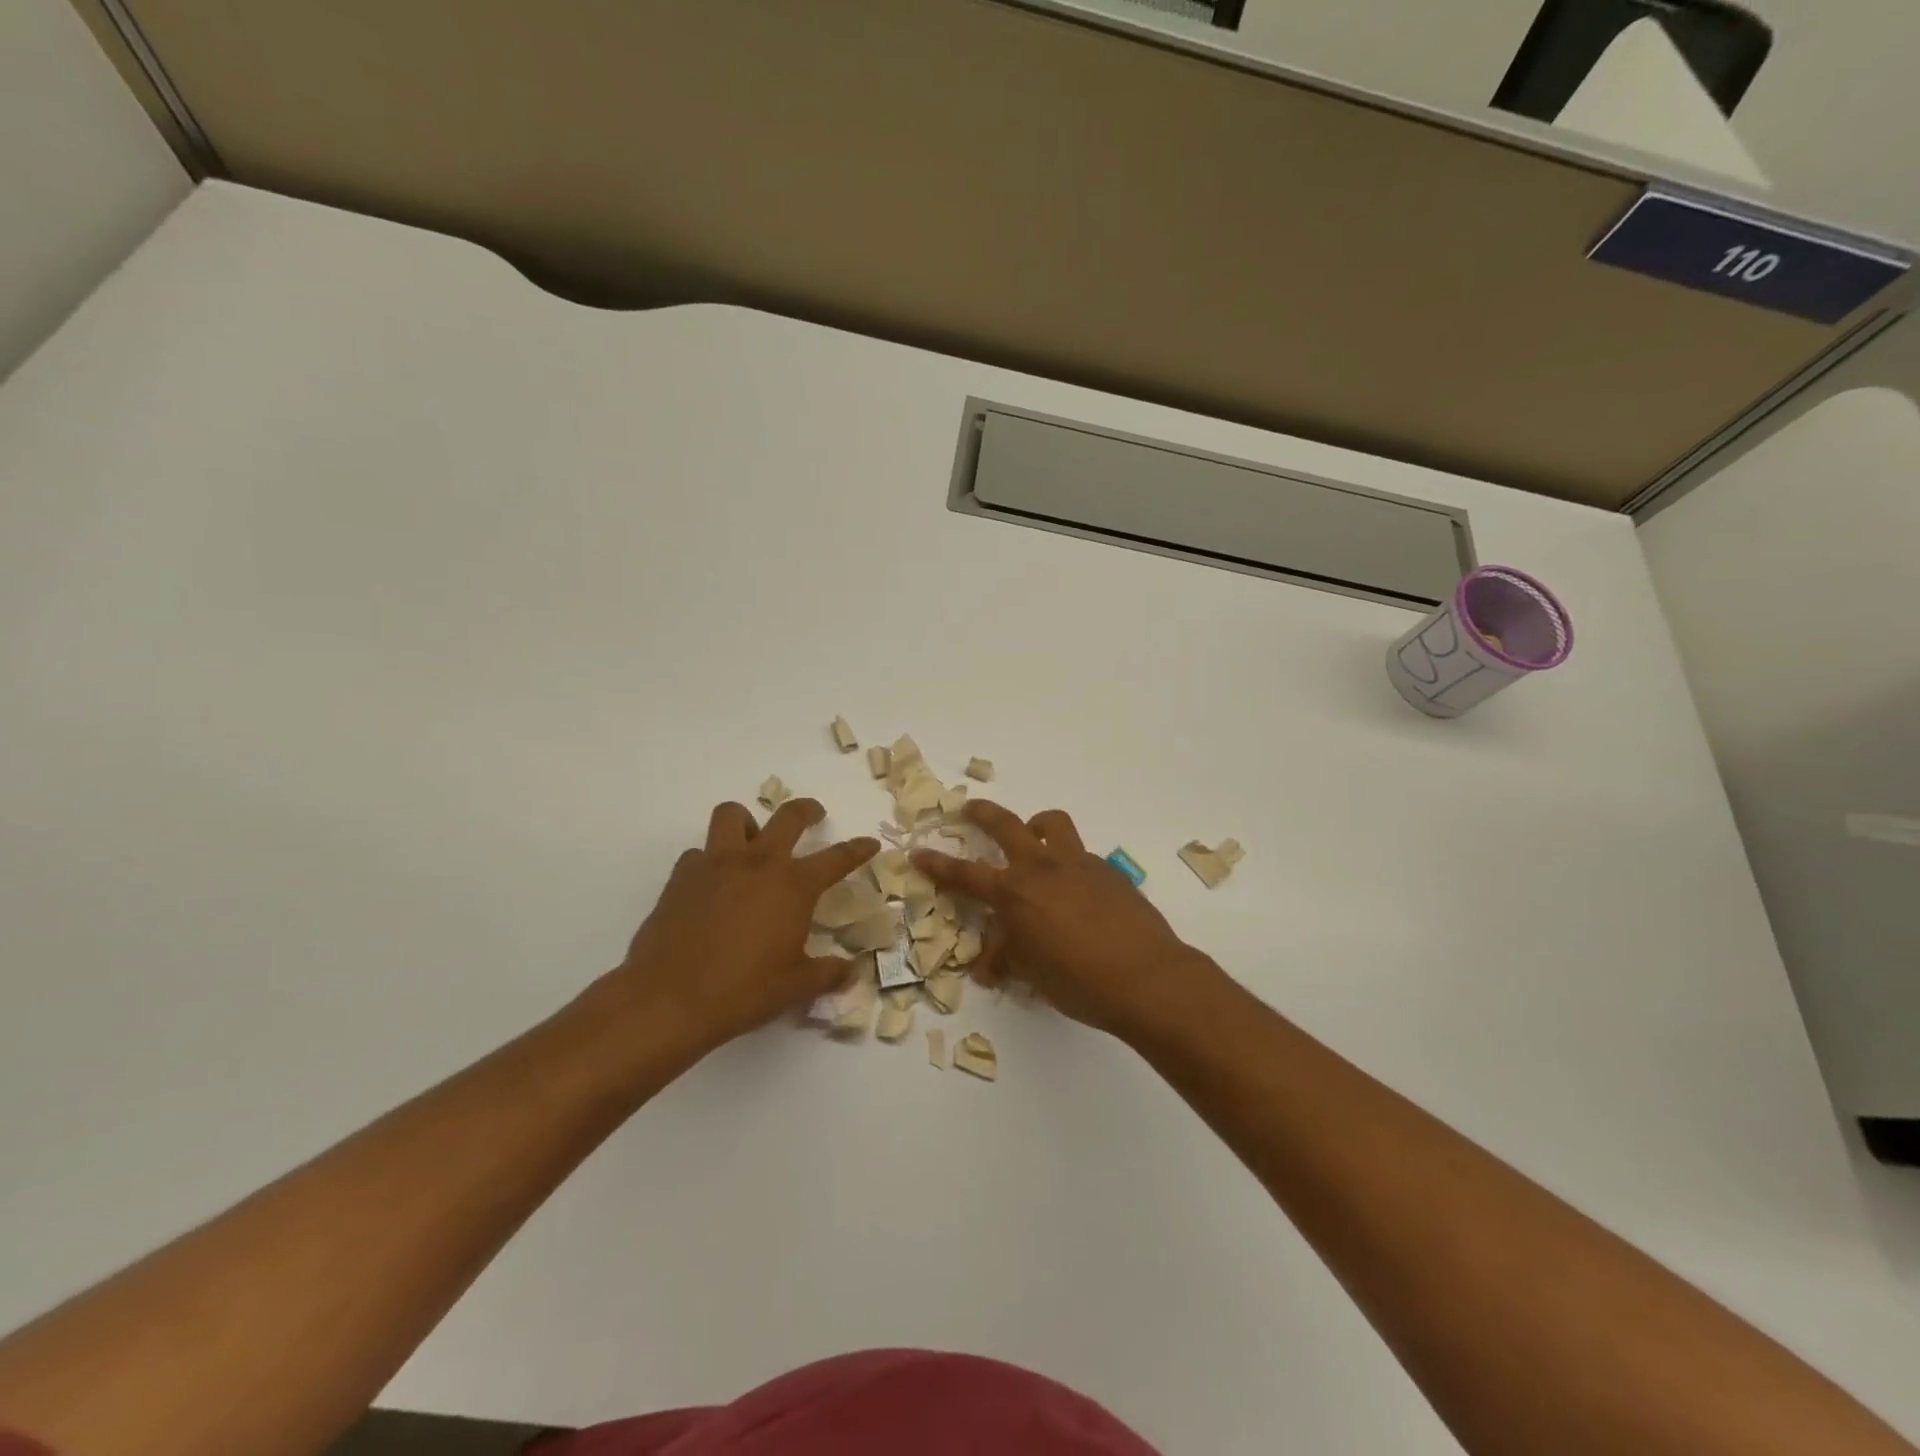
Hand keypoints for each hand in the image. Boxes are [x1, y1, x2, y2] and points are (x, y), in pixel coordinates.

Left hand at [614, 799, 878, 1057]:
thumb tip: (851, 972)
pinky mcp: (681, 876)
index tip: (869, 843)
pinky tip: (712, 884)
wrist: (669, 998)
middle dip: (806, 810)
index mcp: (793, 885)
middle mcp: (758, 863)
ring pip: (732, 815)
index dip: (857, 849)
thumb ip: (828, 974)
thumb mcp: (796, 986)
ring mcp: (716, 864)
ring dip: (747, 822)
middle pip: (788, 816)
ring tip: (752, 840)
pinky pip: (698, 853)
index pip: (837, 858)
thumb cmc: (743, 991)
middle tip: (814, 815)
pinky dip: (710, 860)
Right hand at [914, 801, 1217, 1041]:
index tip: (920, 852)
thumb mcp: (1032, 975)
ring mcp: (1079, 864)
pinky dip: (1069, 863)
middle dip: (983, 813)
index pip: (966, 874)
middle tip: (969, 809)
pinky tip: (1076, 893)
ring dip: (1036, 825)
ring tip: (1033, 837)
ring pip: (1053, 824)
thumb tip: (988, 967)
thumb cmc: (1079, 981)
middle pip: (1006, 824)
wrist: (1147, 978)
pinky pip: (1081, 855)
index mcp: (1016, 893)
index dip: (939, 865)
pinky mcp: (1109, 872)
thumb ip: (1007, 959)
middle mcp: (1043, 868)